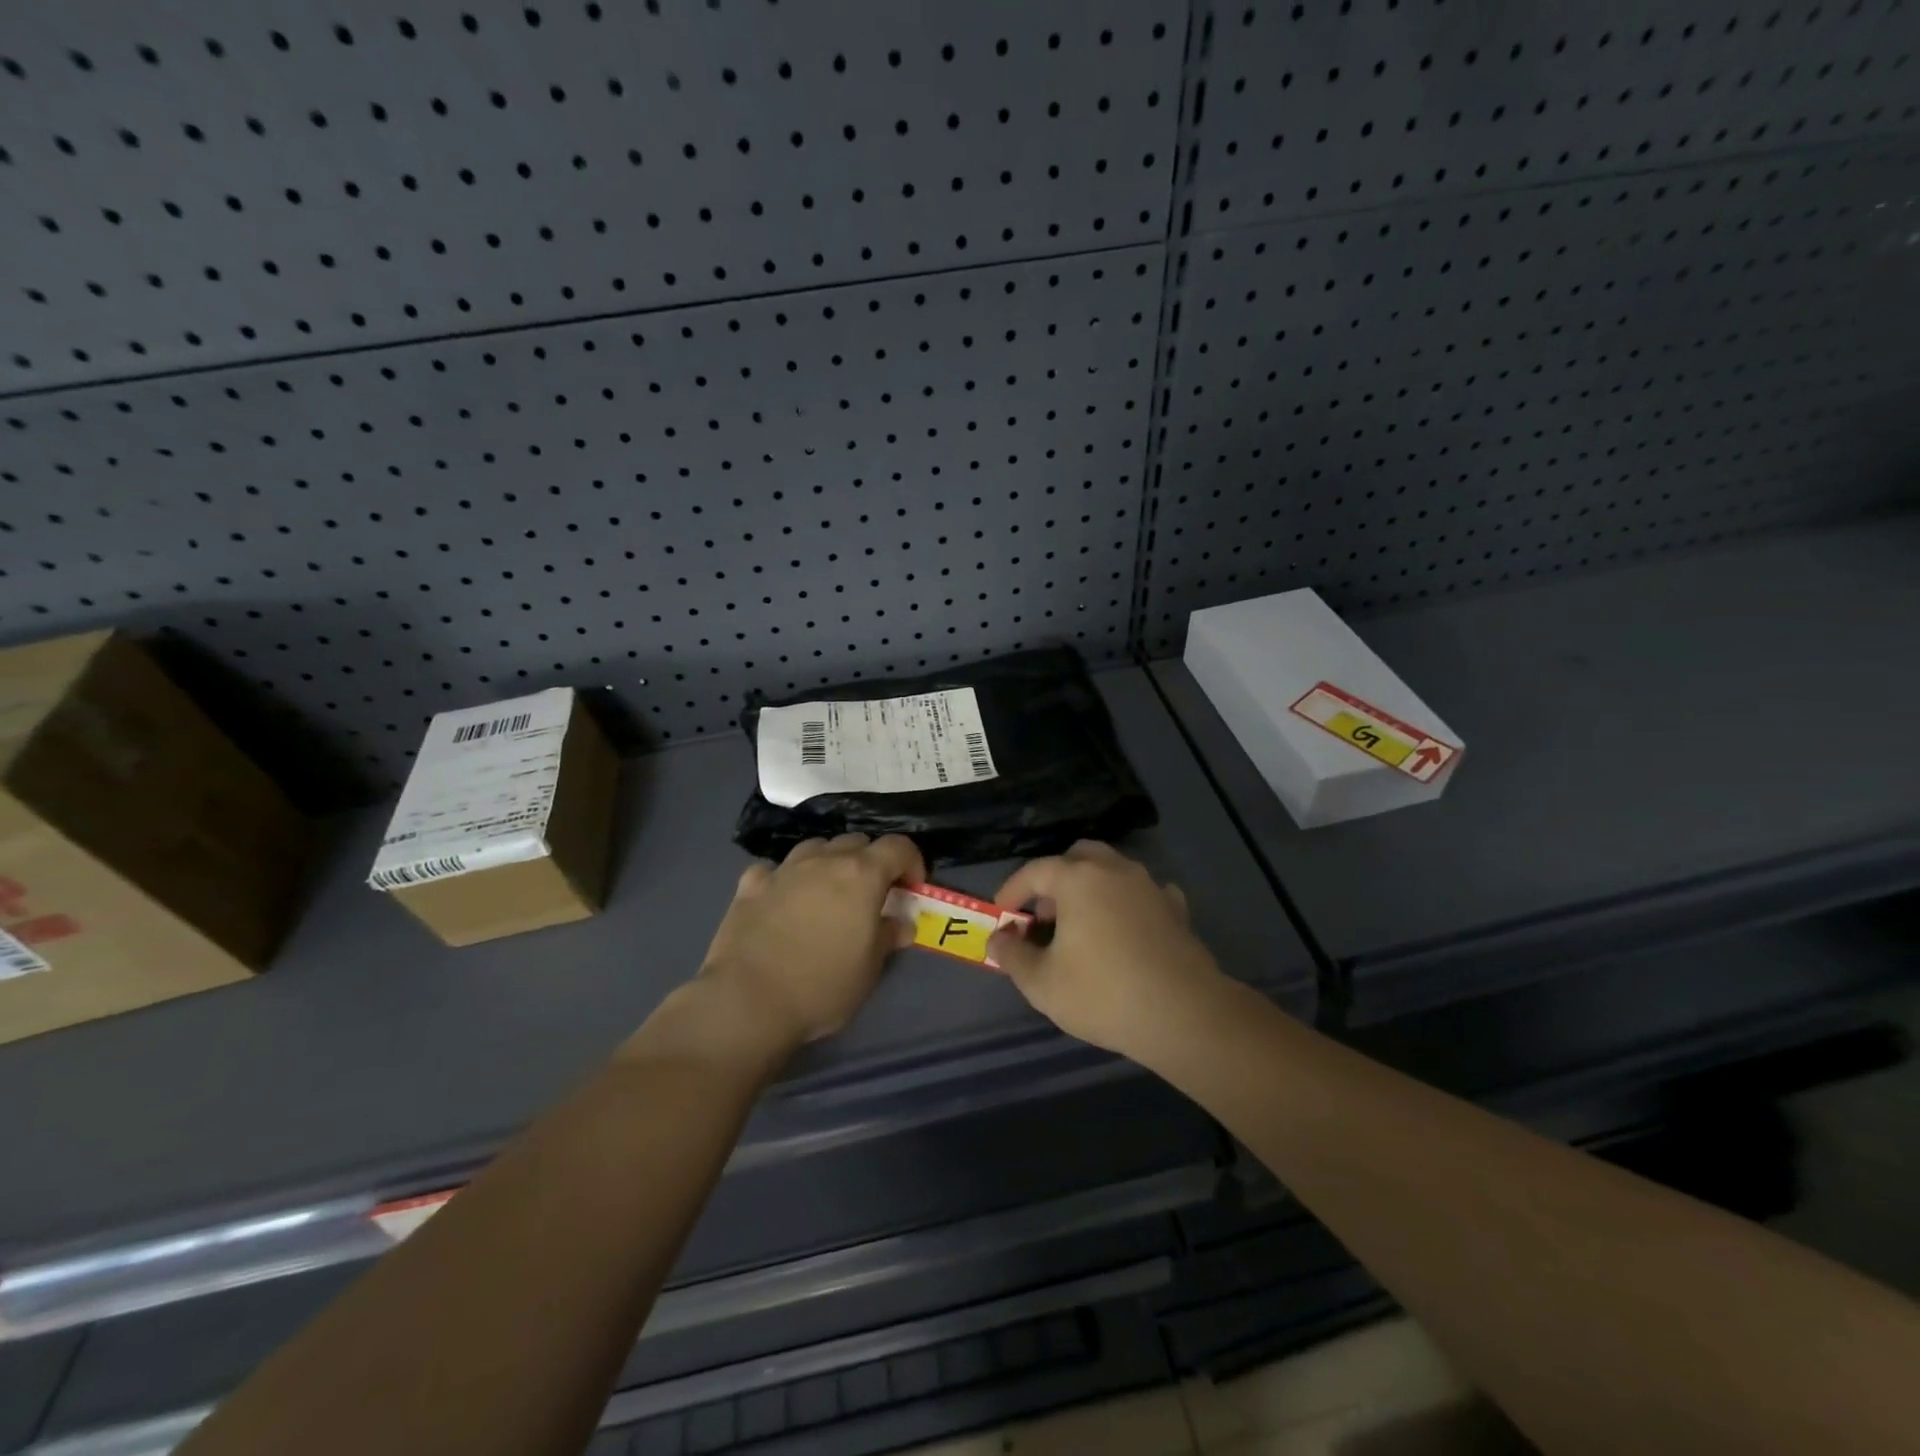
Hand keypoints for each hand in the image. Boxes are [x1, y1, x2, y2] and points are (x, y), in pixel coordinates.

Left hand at [698, 833, 925, 1047]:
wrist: (747, 1001)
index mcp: (861, 874)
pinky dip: (786, 878)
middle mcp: (824, 860)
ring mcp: (784, 869)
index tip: (911, 888)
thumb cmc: (822, 987)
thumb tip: (901, 923)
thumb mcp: (869, 970)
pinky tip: (783, 900)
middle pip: (857, 842)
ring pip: (816, 847)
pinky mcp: (750, 884)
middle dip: (871, 861)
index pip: (898, 847)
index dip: (911, 862)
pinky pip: (775, 869)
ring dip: (829, 862)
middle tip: (870, 895)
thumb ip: (888, 937)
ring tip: (828, 893)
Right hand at [988, 841, 1225, 1061]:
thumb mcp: (1042, 983)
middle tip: (1044, 915)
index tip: (1001, 914)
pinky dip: (1125, 903)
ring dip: (1090, 888)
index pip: (1035, 871)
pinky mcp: (1176, 909)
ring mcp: (1150, 886)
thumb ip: (1013, 956)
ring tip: (1080, 926)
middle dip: (1055, 879)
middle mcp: (1115, 870)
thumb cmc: (1103, 994)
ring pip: (1112, 870)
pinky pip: (1142, 893)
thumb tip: (998, 940)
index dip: (1012, 890)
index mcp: (1079, 878)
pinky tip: (1123, 929)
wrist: (1184, 1014)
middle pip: (1077, 857)